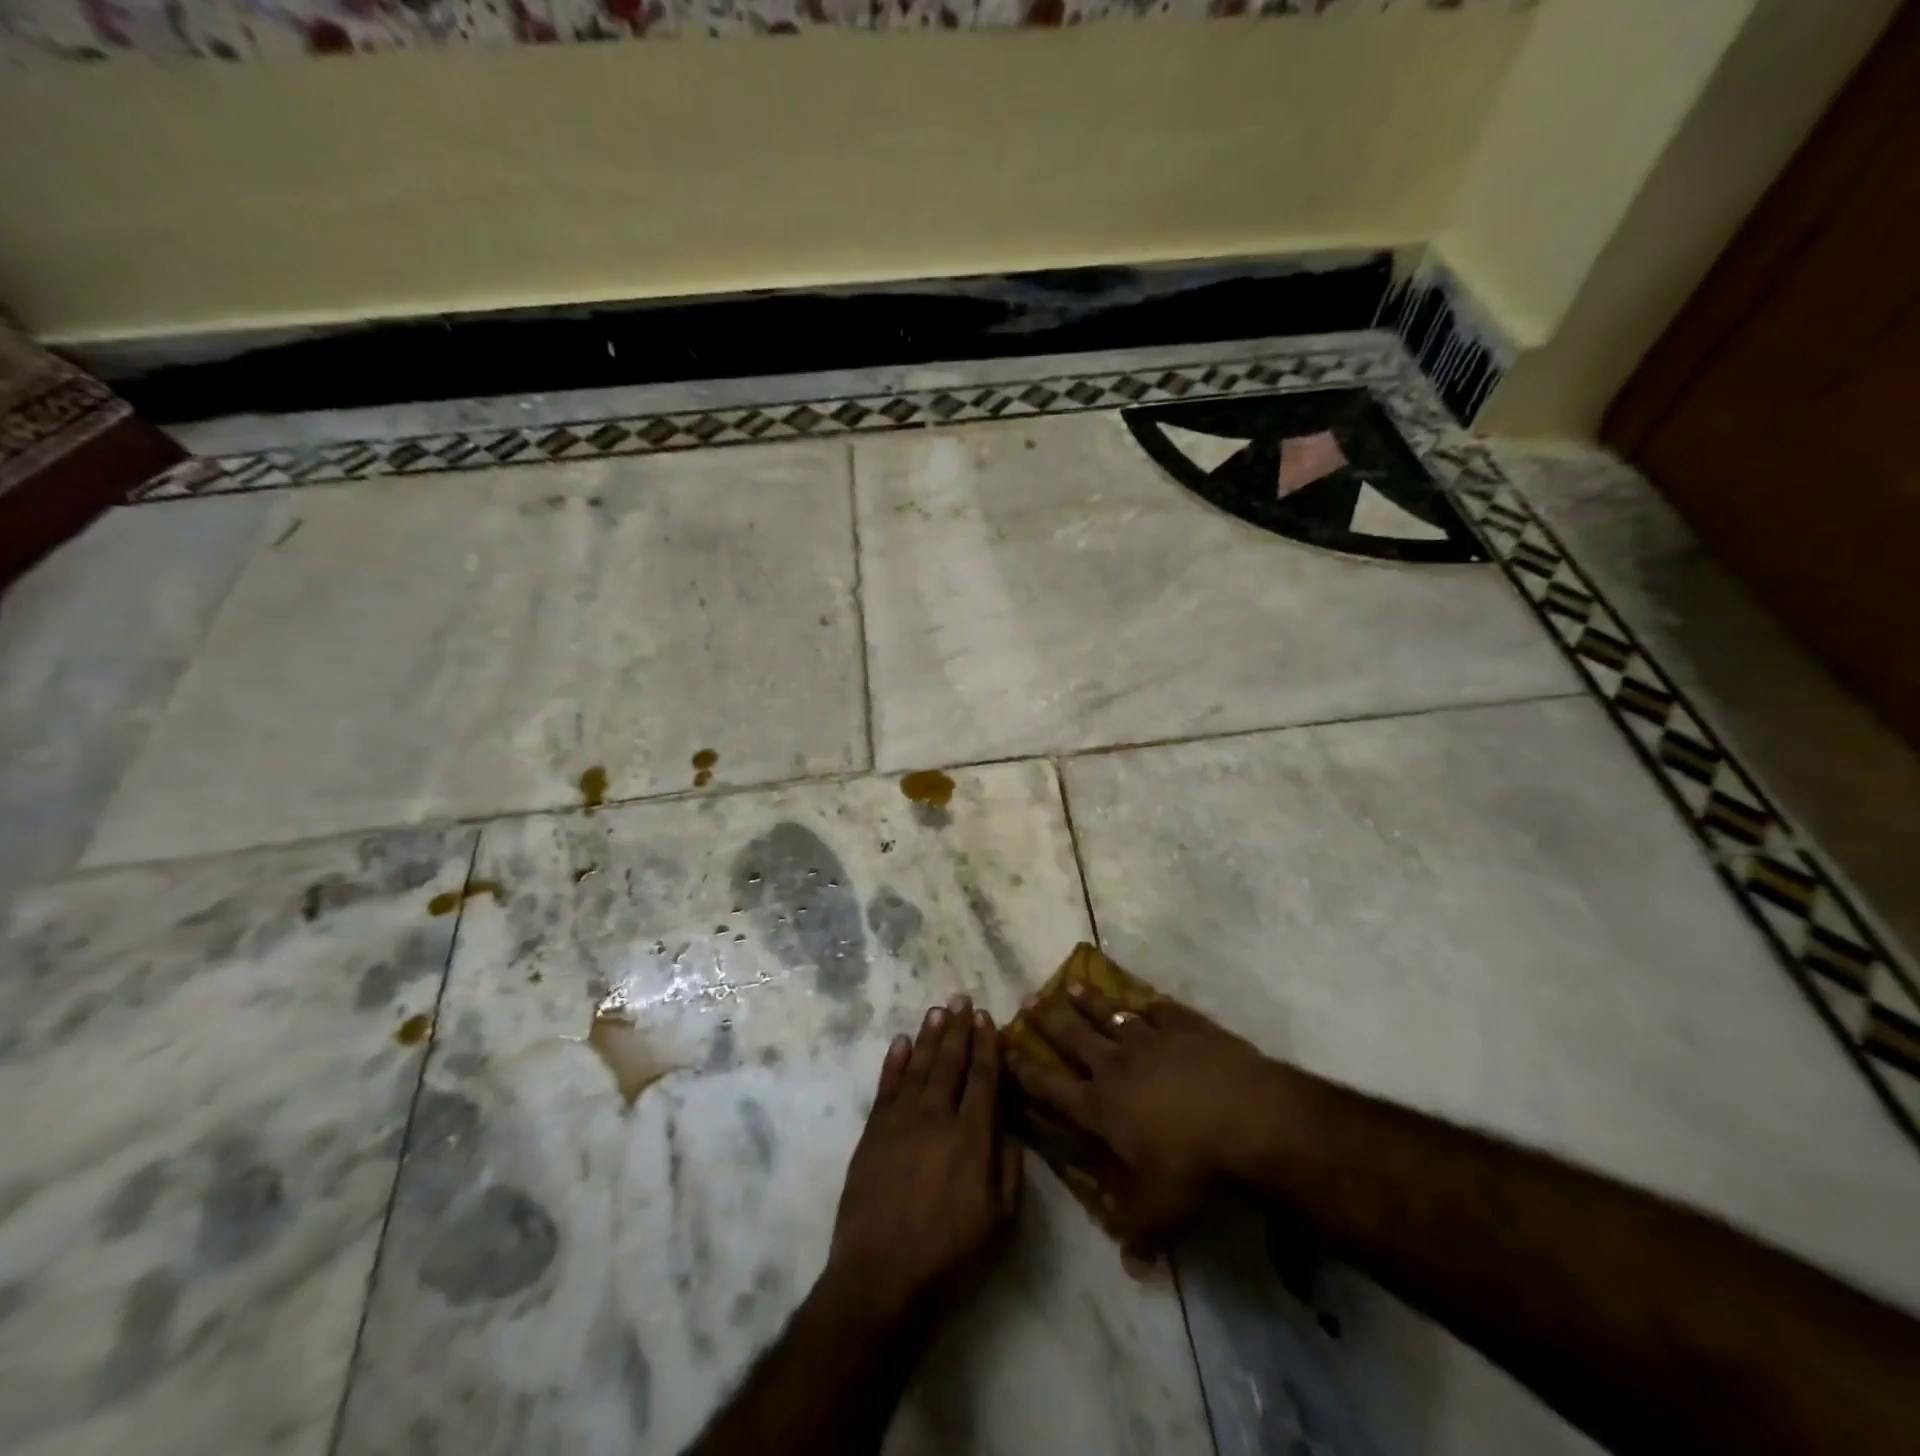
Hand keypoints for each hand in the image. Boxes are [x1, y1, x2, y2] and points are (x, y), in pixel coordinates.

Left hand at [827, 994, 1021, 1326]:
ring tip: (938, 1010)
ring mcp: (901, 1121)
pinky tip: (902, 1042)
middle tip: (962, 998)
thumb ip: (1009, 1168)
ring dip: (930, 1036)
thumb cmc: (948, 1256)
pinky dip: (895, 1061)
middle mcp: (937, 1117)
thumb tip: (1010, 1127)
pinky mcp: (874, 1132)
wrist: (880, 1277)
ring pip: (919, 1066)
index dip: (986, 1045)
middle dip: (958, 1029)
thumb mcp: (999, 1222)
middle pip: (950, 1062)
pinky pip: (887, 1086)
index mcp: (971, 1137)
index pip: (982, 1078)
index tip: (987, 1018)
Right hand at [1007, 984, 1285, 1261]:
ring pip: (1110, 1013)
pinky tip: (1143, 998)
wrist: (1248, 1117)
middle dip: (1048, 1019)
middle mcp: (1116, 1065)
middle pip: (1073, 1037)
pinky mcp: (1183, 1025)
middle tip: (1028, 1000)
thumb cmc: (1196, 1166)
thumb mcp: (1162, 1211)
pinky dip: (1147, 1004)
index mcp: (1101, 1107)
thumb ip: (1138, 1230)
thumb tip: (1128, 1261)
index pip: (1051, 1087)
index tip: (1004, 1049)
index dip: (1024, 1070)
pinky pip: (1158, 1009)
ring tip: (1072, 985)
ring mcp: (1149, 1039)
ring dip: (1090, 1001)